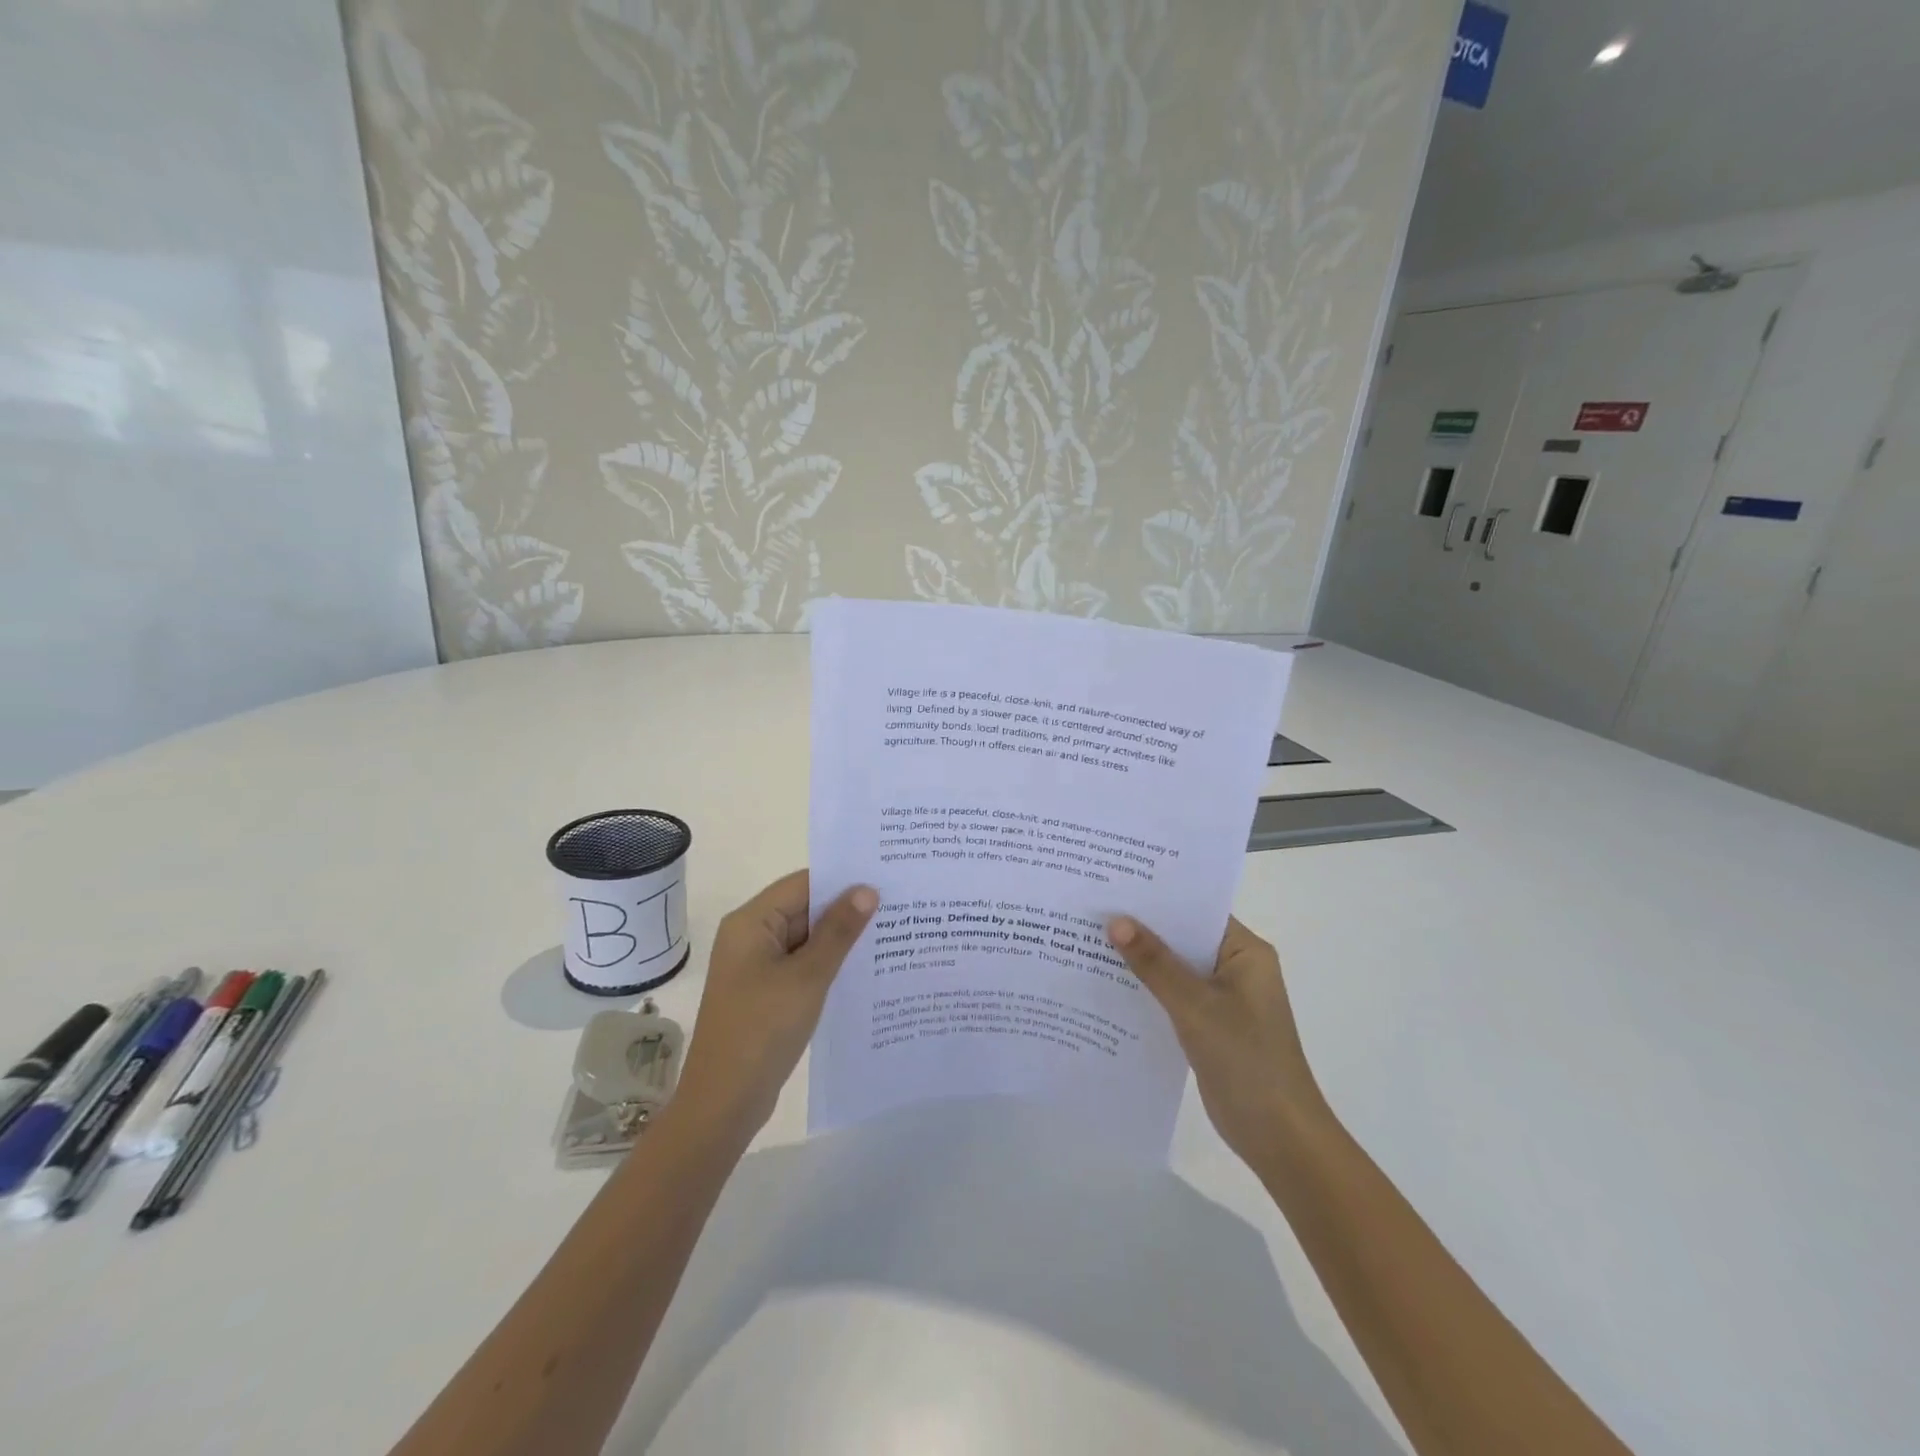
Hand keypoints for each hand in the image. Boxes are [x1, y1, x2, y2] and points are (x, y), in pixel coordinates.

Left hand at [675, 871, 876, 1138]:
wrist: (724, 1103)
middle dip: (847, 909)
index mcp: (751, 922)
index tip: (885, 878)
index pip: (803, 884)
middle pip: (804, 909)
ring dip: (841, 939)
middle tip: (898, 905)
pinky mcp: (766, 993)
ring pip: (807, 940)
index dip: (842, 880)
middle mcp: (751, 937)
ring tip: (891, 933)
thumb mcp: (808, 977)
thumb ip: (839, 931)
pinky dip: (829, 965)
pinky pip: (802, 966)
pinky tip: (865, 970)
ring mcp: (757, 967)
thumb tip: (867, 889)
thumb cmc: (763, 1030)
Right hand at [1106, 915, 1327, 1161]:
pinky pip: (1173, 996)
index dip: (1157, 897)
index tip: (1114, 883)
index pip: (1196, 910)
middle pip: (1183, 938)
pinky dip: (1147, 990)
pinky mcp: (1209, 1025)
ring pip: (1175, 968)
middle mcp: (1235, 967)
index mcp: (1245, 952)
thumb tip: (1116, 921)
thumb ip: (1155, 963)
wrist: (1278, 1136)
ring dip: (1141, 960)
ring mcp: (1223, 998)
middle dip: (1142, 928)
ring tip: (1088, 939)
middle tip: (1092, 908)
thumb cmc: (1246, 1059)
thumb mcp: (1195, 1006)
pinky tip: (1108, 984)